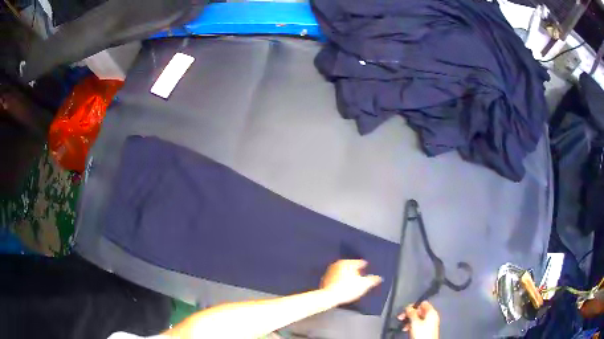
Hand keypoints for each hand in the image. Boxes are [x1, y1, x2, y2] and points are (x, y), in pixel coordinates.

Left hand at [320, 259, 382, 304]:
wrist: (329, 297)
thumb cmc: (346, 290)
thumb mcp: (364, 285)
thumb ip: (372, 280)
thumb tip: (378, 278)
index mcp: (347, 263)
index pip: (359, 262)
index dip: (365, 267)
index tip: (367, 269)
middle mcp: (337, 264)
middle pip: (350, 267)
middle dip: (356, 272)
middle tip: (361, 277)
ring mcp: (330, 271)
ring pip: (343, 272)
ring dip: (348, 276)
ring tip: (353, 283)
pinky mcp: (325, 279)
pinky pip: (336, 278)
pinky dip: (340, 281)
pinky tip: (344, 287)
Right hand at [398, 301, 439, 338]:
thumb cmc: (422, 332)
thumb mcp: (415, 322)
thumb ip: (411, 313)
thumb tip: (408, 307)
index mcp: (431, 312)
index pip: (423, 304)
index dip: (414, 306)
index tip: (405, 310)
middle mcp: (432, 316)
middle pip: (420, 311)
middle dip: (410, 314)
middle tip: (401, 317)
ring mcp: (430, 323)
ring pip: (418, 318)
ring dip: (410, 321)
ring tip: (403, 326)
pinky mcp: (427, 329)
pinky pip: (419, 324)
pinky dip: (412, 325)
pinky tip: (407, 329)